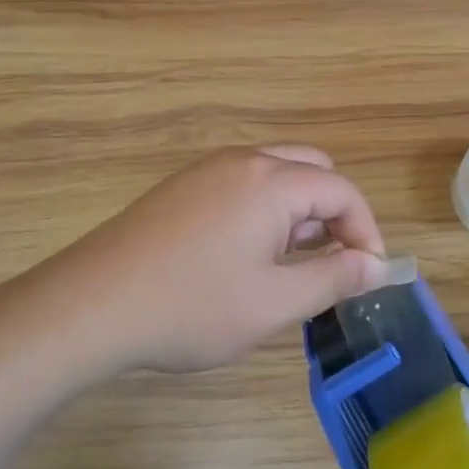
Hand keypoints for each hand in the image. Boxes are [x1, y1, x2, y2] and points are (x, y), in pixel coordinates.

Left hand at [24, 145, 389, 375]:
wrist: (91, 305)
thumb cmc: (192, 307)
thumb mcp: (274, 303)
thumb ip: (333, 278)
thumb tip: (376, 265)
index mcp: (270, 181)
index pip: (342, 190)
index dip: (366, 231)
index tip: (365, 277)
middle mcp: (241, 161)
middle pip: (310, 171)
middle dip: (332, 215)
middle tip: (324, 266)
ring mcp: (205, 171)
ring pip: (274, 177)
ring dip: (296, 214)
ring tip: (284, 269)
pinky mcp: (181, 188)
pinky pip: (241, 186)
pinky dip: (262, 212)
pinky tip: (240, 259)